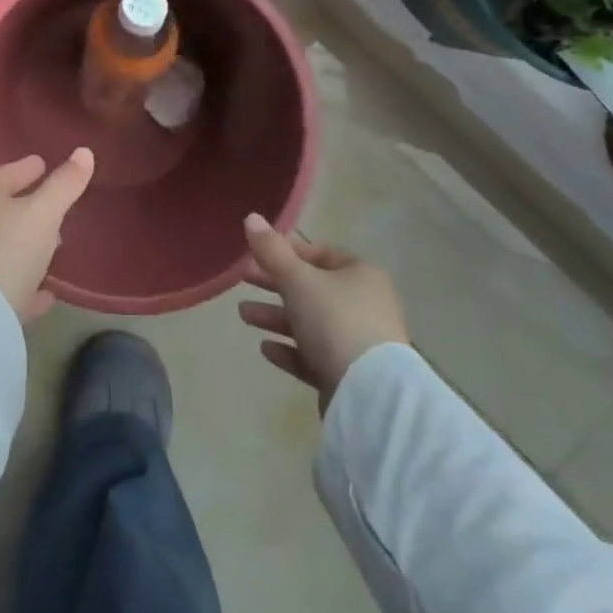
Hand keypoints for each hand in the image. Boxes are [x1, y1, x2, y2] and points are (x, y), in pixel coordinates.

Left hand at [0, 149, 94, 321]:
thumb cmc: (10, 248)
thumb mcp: (44, 211)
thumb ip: (65, 184)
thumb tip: (84, 152)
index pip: (7, 173)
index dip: (27, 167)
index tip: (44, 164)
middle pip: (5, 209)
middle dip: (29, 206)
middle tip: (56, 205)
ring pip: (8, 247)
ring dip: (29, 245)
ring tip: (56, 245)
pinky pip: (12, 285)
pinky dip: (29, 284)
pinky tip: (48, 292)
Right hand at [238, 213, 407, 411]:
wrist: (370, 395)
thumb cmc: (334, 320)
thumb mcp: (297, 279)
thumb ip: (271, 250)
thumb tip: (251, 217)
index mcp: (360, 275)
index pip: (319, 253)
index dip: (286, 250)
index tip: (256, 254)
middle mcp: (364, 305)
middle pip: (311, 288)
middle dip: (274, 284)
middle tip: (242, 279)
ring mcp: (358, 343)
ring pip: (309, 322)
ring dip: (275, 317)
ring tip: (243, 315)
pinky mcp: (349, 376)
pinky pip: (314, 356)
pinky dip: (289, 350)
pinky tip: (265, 349)